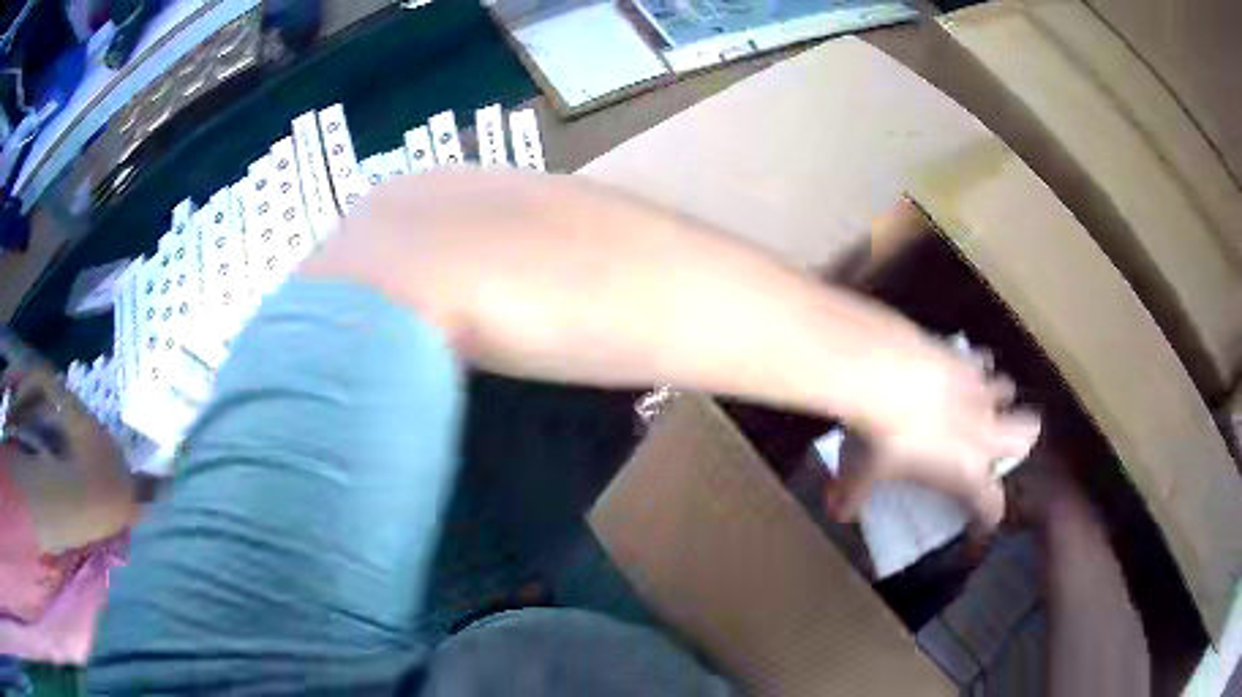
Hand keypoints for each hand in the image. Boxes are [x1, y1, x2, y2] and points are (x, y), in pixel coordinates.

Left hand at [829, 334, 1040, 535]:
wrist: (883, 372)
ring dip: (998, 396)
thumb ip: (851, 496)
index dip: (990, 517)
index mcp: (966, 471)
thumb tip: (836, 513)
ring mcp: (978, 388)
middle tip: (1003, 439)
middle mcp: (984, 430)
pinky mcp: (964, 355)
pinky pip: (980, 358)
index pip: (991, 504)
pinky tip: (956, 362)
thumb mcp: (860, 473)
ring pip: (1008, 389)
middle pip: (1027, 432)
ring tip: (980, 397)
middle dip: (1021, 437)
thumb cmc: (878, 436)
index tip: (983, 523)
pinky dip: (974, 363)